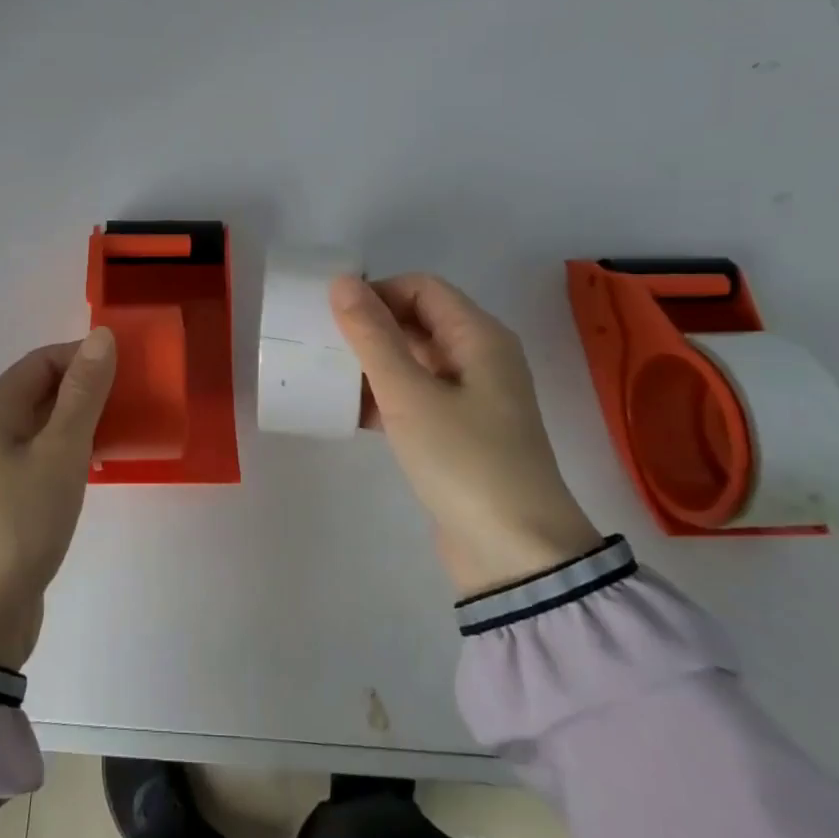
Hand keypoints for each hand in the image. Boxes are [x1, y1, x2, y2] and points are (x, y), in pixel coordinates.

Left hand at [0, 329, 117, 668]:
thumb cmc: (20, 522)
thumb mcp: (61, 452)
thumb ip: (84, 393)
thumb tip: (101, 336)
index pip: (42, 360)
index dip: (85, 357)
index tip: (130, 371)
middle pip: (42, 390)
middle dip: (88, 389)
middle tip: (135, 400)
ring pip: (45, 424)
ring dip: (83, 421)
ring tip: (126, 431)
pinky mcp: (5, 497)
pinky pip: (43, 456)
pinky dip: (72, 451)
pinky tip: (100, 465)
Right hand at [330, 274, 601, 597]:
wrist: (516, 555)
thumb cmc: (464, 460)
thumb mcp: (409, 394)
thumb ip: (372, 336)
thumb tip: (341, 282)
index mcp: (479, 337)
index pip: (422, 288)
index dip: (378, 292)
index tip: (334, 316)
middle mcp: (479, 359)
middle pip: (417, 321)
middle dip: (370, 327)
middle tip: (323, 343)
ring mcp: (471, 398)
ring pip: (413, 361)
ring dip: (372, 363)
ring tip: (328, 376)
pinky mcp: (458, 433)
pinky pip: (415, 396)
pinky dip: (384, 396)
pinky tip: (349, 412)